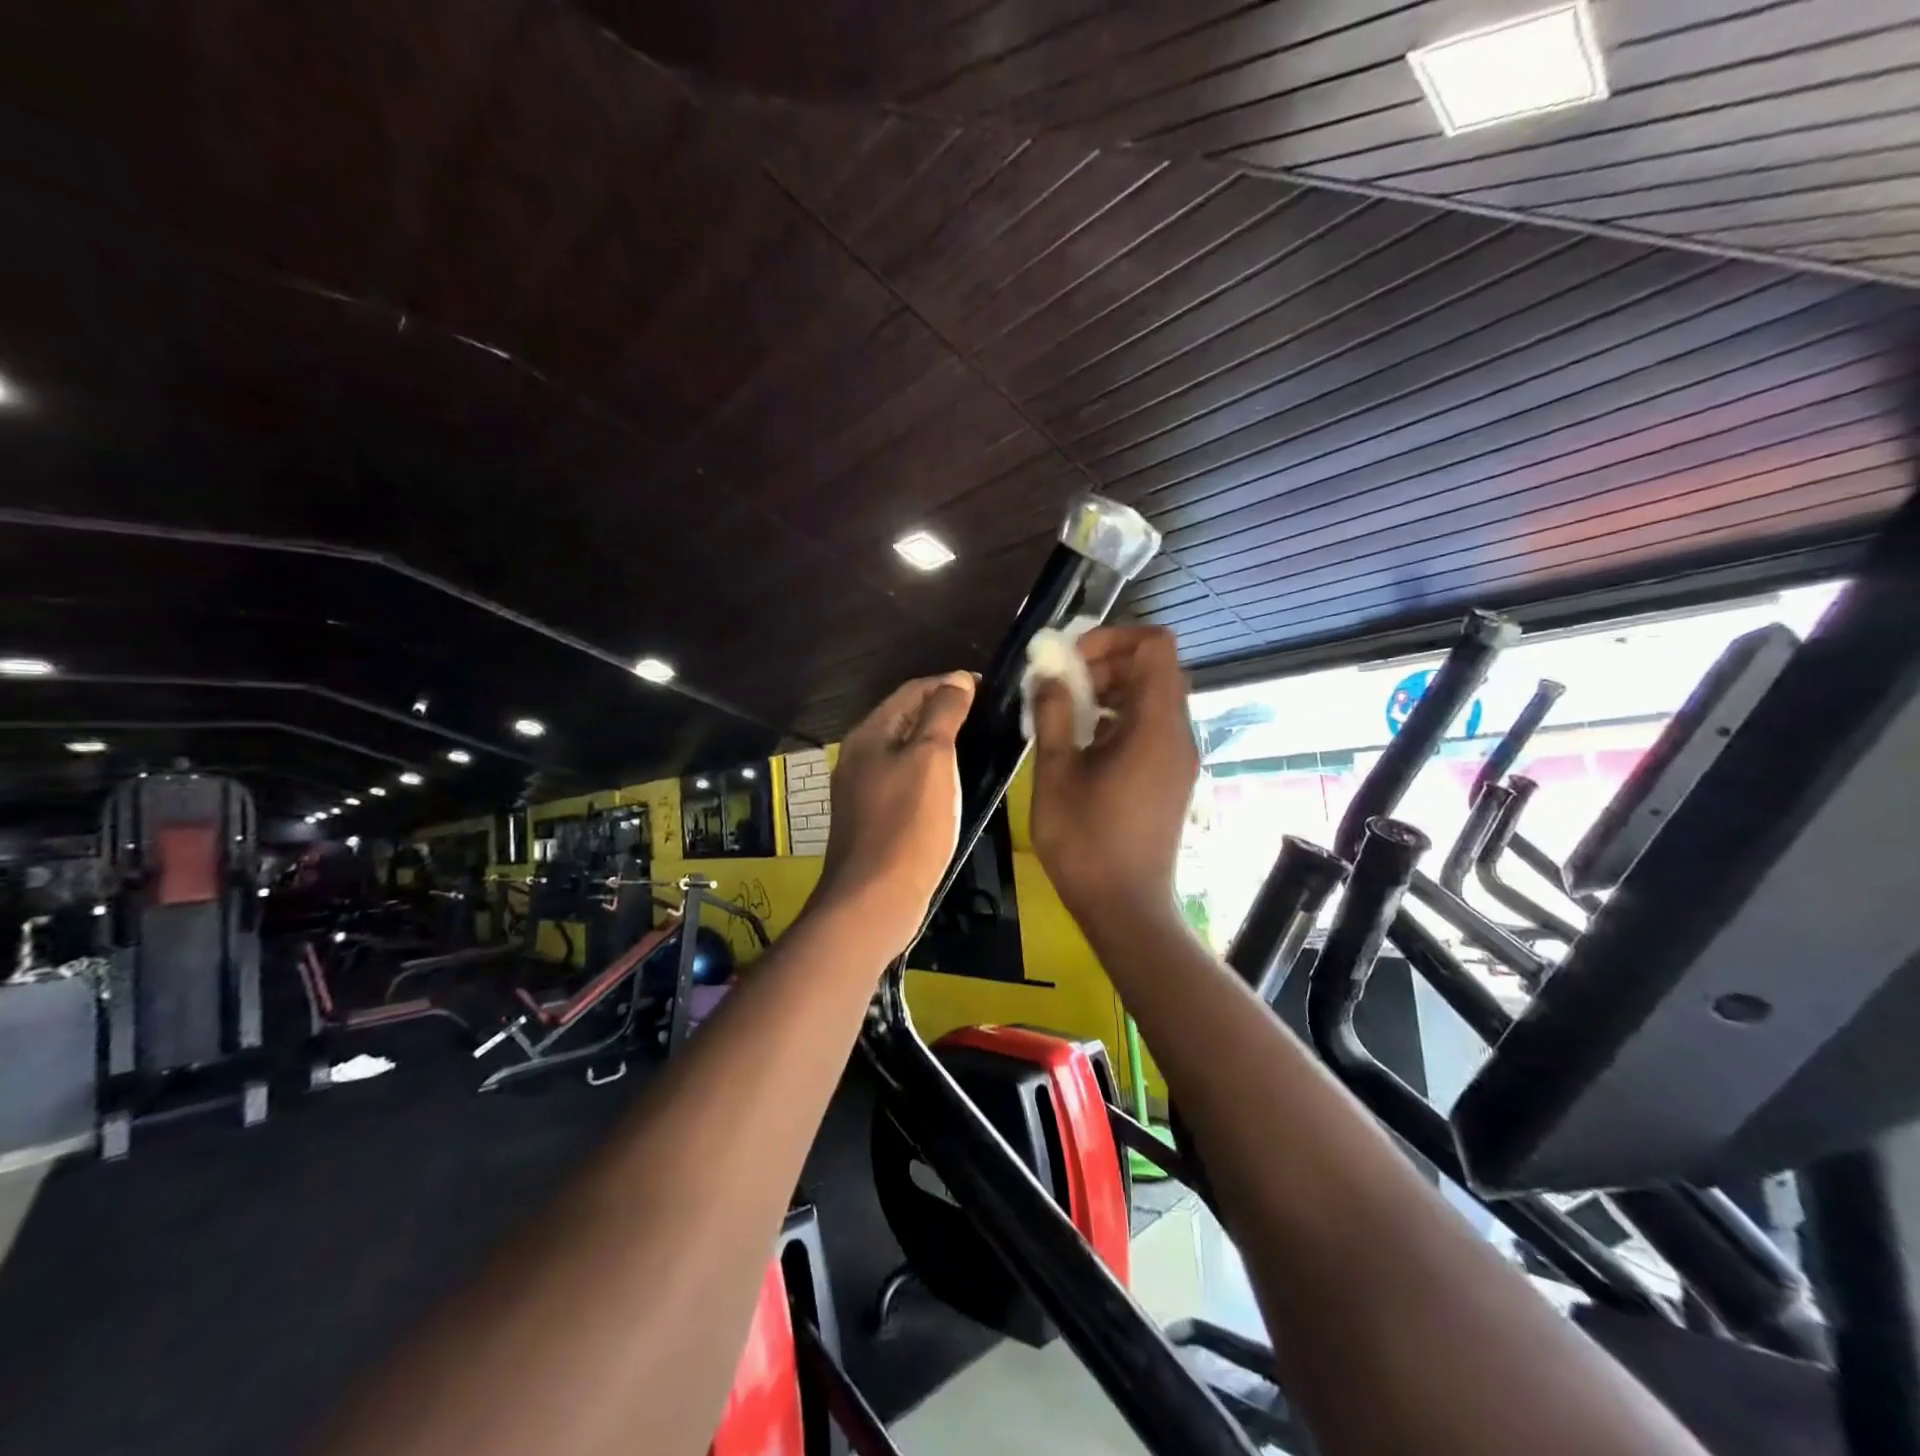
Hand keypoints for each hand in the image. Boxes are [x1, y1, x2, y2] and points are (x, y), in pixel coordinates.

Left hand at [817, 671, 975, 954]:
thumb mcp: (931, 759)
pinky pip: (906, 781)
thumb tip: (956, 678)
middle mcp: (860, 756)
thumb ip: (943, 713)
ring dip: (941, 743)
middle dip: (946, 711)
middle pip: (907, 719)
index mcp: (869, 734)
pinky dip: (932, 774)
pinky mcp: (874, 819)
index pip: (912, 690)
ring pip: (907, 751)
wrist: (876, 899)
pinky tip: (955, 786)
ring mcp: (863, 790)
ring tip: (980, 745)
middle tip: (990, 716)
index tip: (990, 689)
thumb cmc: (908, 824)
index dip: (950, 684)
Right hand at [1030, 627, 1197, 929]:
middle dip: (1107, 663)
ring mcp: (1179, 757)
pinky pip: (1152, 726)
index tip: (1073, 659)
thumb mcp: (1056, 773)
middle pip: (1155, 669)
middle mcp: (1178, 734)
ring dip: (1111, 691)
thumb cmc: (1086, 841)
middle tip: (1062, 685)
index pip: (1156, 646)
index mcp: (1155, 725)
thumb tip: (1047, 674)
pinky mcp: (1172, 776)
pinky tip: (1084, 741)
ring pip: (1153, 697)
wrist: (1126, 907)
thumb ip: (1052, 714)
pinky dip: (1120, 717)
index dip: (1114, 637)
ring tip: (1066, 712)